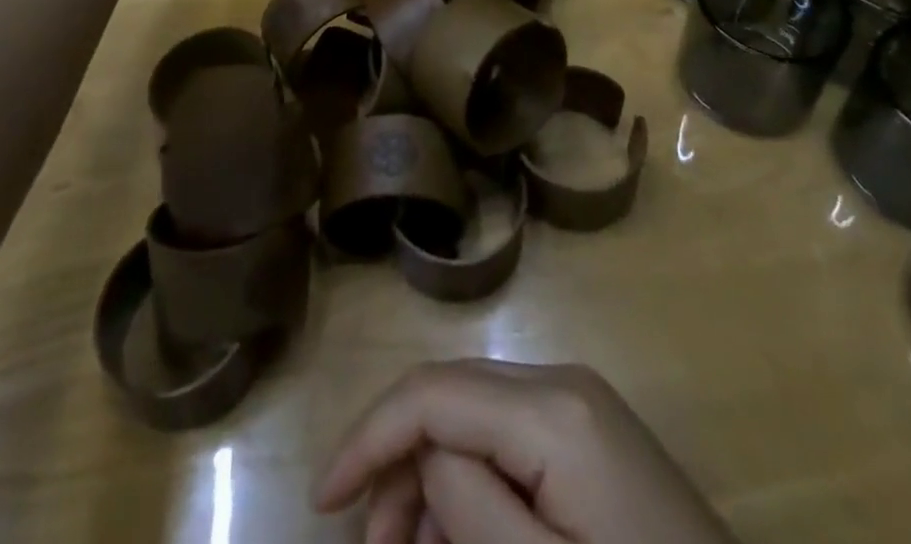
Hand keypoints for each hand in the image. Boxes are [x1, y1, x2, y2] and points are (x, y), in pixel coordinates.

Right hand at [313, 360, 733, 543]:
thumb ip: (474, 509)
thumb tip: (424, 458)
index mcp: (552, 410)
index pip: (434, 393)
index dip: (370, 436)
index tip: (322, 501)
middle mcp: (561, 382)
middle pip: (450, 395)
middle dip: (398, 460)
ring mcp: (578, 403)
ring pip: (473, 414)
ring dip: (432, 474)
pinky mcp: (588, 432)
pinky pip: (508, 436)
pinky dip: (472, 477)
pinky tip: (459, 532)